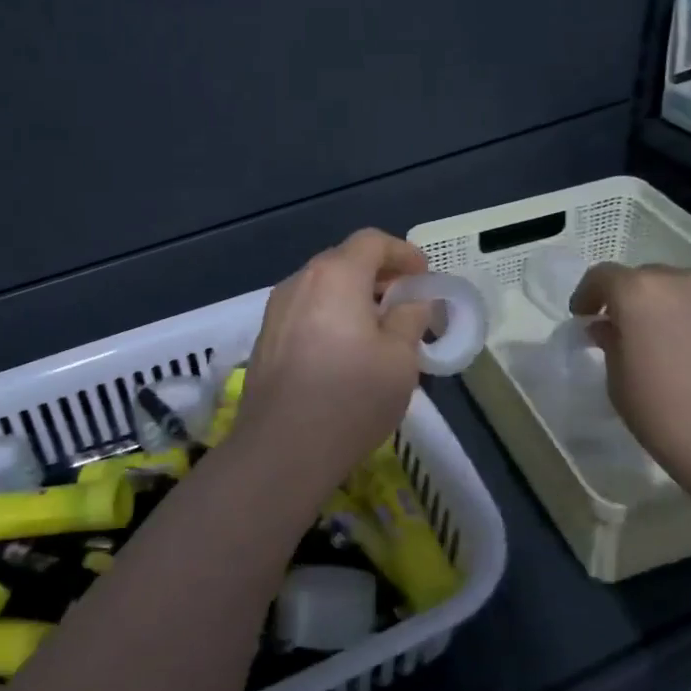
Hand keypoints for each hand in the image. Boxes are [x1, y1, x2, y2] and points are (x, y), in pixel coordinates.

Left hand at [232, 229, 434, 501]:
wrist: (281, 449)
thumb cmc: (351, 397)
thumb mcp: (400, 358)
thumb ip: (410, 318)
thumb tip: (413, 301)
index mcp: (335, 275)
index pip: (372, 242)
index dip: (402, 252)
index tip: (424, 275)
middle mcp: (300, 282)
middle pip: (343, 260)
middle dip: (378, 274)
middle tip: (405, 301)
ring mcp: (276, 310)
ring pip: (322, 287)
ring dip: (352, 296)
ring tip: (378, 327)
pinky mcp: (266, 339)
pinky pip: (305, 311)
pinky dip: (330, 315)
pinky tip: (344, 350)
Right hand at [569, 264, 690, 488]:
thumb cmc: (670, 421)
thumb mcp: (620, 386)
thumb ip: (611, 344)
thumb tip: (611, 327)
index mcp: (640, 294)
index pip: (604, 276)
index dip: (590, 294)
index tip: (587, 315)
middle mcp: (687, 280)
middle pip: (653, 278)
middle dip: (640, 301)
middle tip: (641, 334)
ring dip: (685, 306)